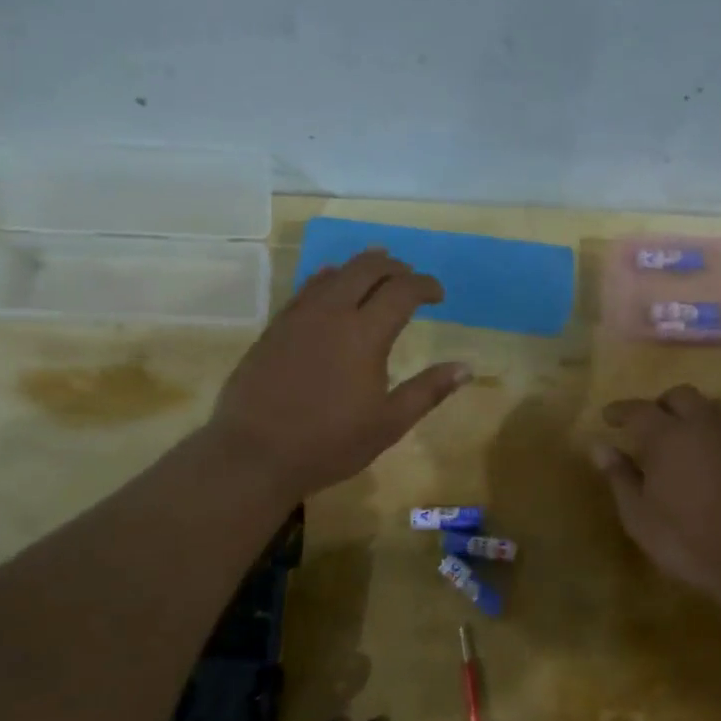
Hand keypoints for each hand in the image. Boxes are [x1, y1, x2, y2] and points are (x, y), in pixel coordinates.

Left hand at [209, 249, 469, 498]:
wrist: (254, 453)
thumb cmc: (329, 444)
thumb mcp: (388, 424)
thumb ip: (428, 391)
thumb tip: (466, 368)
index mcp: (365, 334)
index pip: (402, 290)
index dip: (425, 285)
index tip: (439, 295)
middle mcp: (332, 313)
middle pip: (367, 268)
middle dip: (395, 267)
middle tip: (410, 279)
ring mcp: (298, 316)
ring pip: (334, 273)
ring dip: (361, 266)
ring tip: (377, 269)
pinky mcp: (275, 327)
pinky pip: (306, 288)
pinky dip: (328, 279)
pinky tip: (331, 286)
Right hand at [592, 386, 720, 604]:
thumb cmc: (688, 539)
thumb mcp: (639, 516)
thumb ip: (620, 477)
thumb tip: (600, 447)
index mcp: (668, 435)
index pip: (639, 410)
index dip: (621, 411)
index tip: (608, 417)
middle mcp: (704, 426)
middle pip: (681, 396)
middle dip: (661, 405)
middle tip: (647, 426)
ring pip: (711, 408)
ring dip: (691, 415)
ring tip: (678, 439)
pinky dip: (711, 436)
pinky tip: (706, 462)